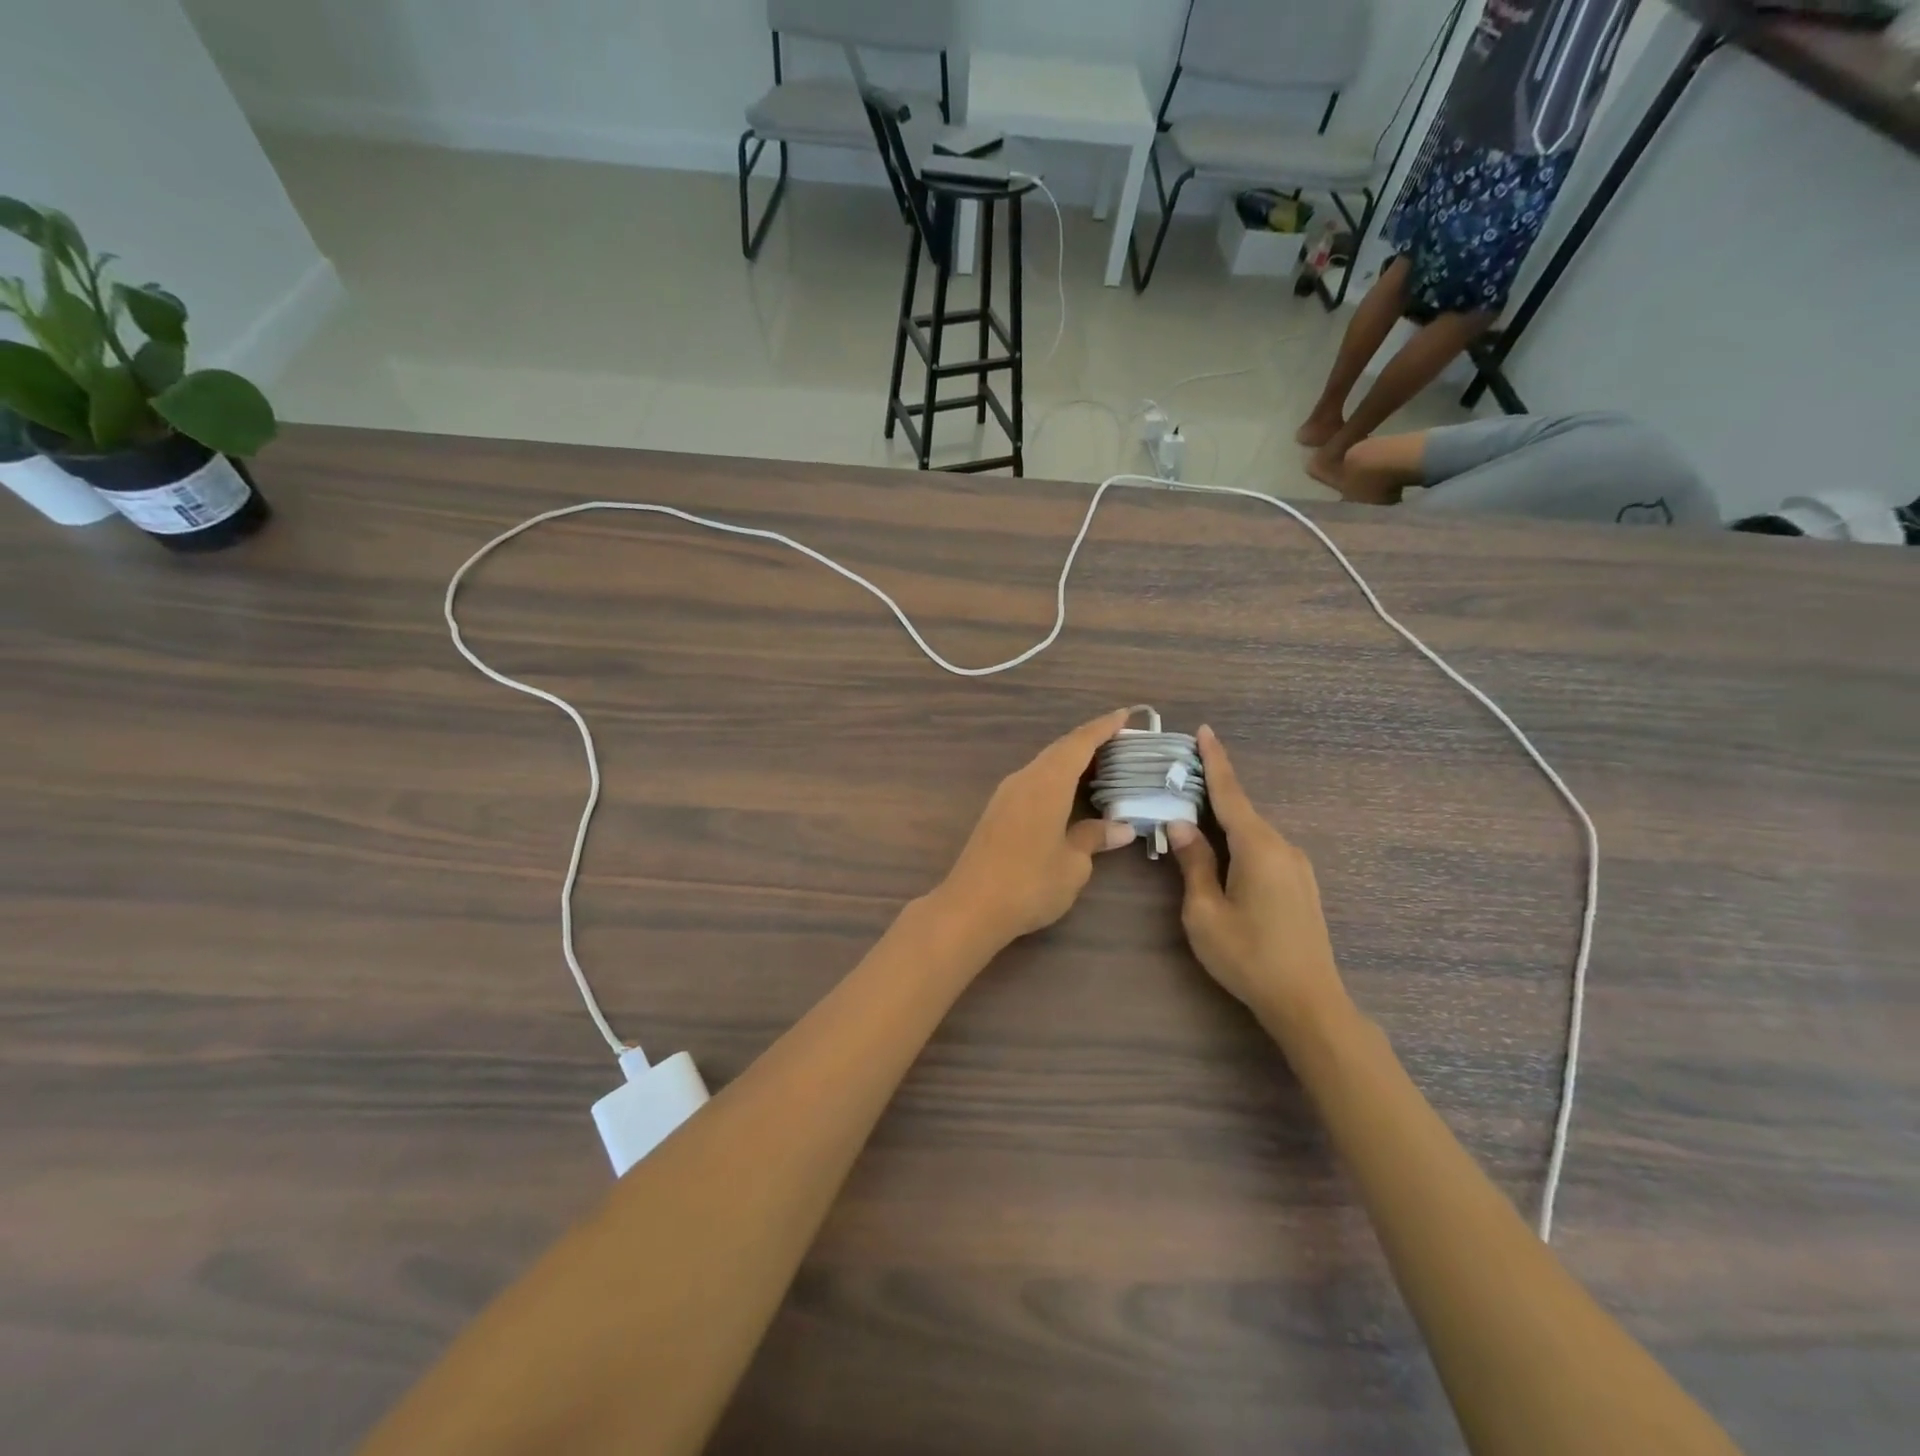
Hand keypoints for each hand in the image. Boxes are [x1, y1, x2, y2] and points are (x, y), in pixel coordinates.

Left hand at [931, 709, 1137, 951]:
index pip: (1079, 743)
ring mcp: (1007, 795)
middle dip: (1091, 742)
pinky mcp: (997, 811)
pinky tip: (1070, 793)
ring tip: (1103, 766)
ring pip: (1045, 765)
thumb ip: (1094, 838)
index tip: (1127, 715)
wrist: (971, 906)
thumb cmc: (1029, 883)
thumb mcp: (1072, 864)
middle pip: (1060, 749)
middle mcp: (1025, 779)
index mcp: (1047, 782)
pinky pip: (1034, 781)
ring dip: (1072, 761)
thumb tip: (1120, 828)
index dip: (1104, 727)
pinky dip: (1057, 778)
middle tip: (1123, 743)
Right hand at [1167, 726, 1351, 1037]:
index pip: (1230, 793)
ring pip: (1252, 831)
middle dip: (1213, 790)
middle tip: (1182, 775)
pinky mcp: (1300, 884)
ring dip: (1224, 820)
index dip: (1215, 761)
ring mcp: (1297, 866)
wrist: (1308, 1002)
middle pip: (1242, 810)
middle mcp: (1282, 847)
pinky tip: (1222, 852)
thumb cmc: (1248, 956)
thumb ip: (1194, 863)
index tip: (1204, 730)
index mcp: (1258, 847)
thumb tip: (1181, 824)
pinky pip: (1264, 848)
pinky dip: (1239, 840)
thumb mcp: (1204, 912)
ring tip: (1193, 816)